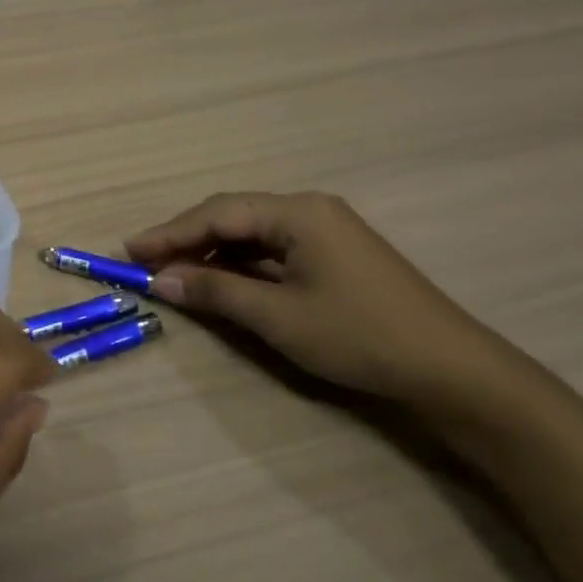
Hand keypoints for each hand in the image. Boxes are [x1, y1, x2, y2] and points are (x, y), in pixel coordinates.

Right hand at [126, 191, 518, 413]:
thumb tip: (162, 279)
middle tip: (145, 261)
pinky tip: (221, 281)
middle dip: (186, 239)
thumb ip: (216, 292)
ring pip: (252, 234)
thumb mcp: (278, 316)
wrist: (453, 371)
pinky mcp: (336, 256)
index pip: (217, 214)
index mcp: (297, 212)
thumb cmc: (359, 336)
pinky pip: (274, 250)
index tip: (129, 250)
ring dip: (212, 253)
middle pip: (232, 217)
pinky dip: (241, 265)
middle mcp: (309, 210)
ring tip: (174, 273)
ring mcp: (326, 232)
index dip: (169, 233)